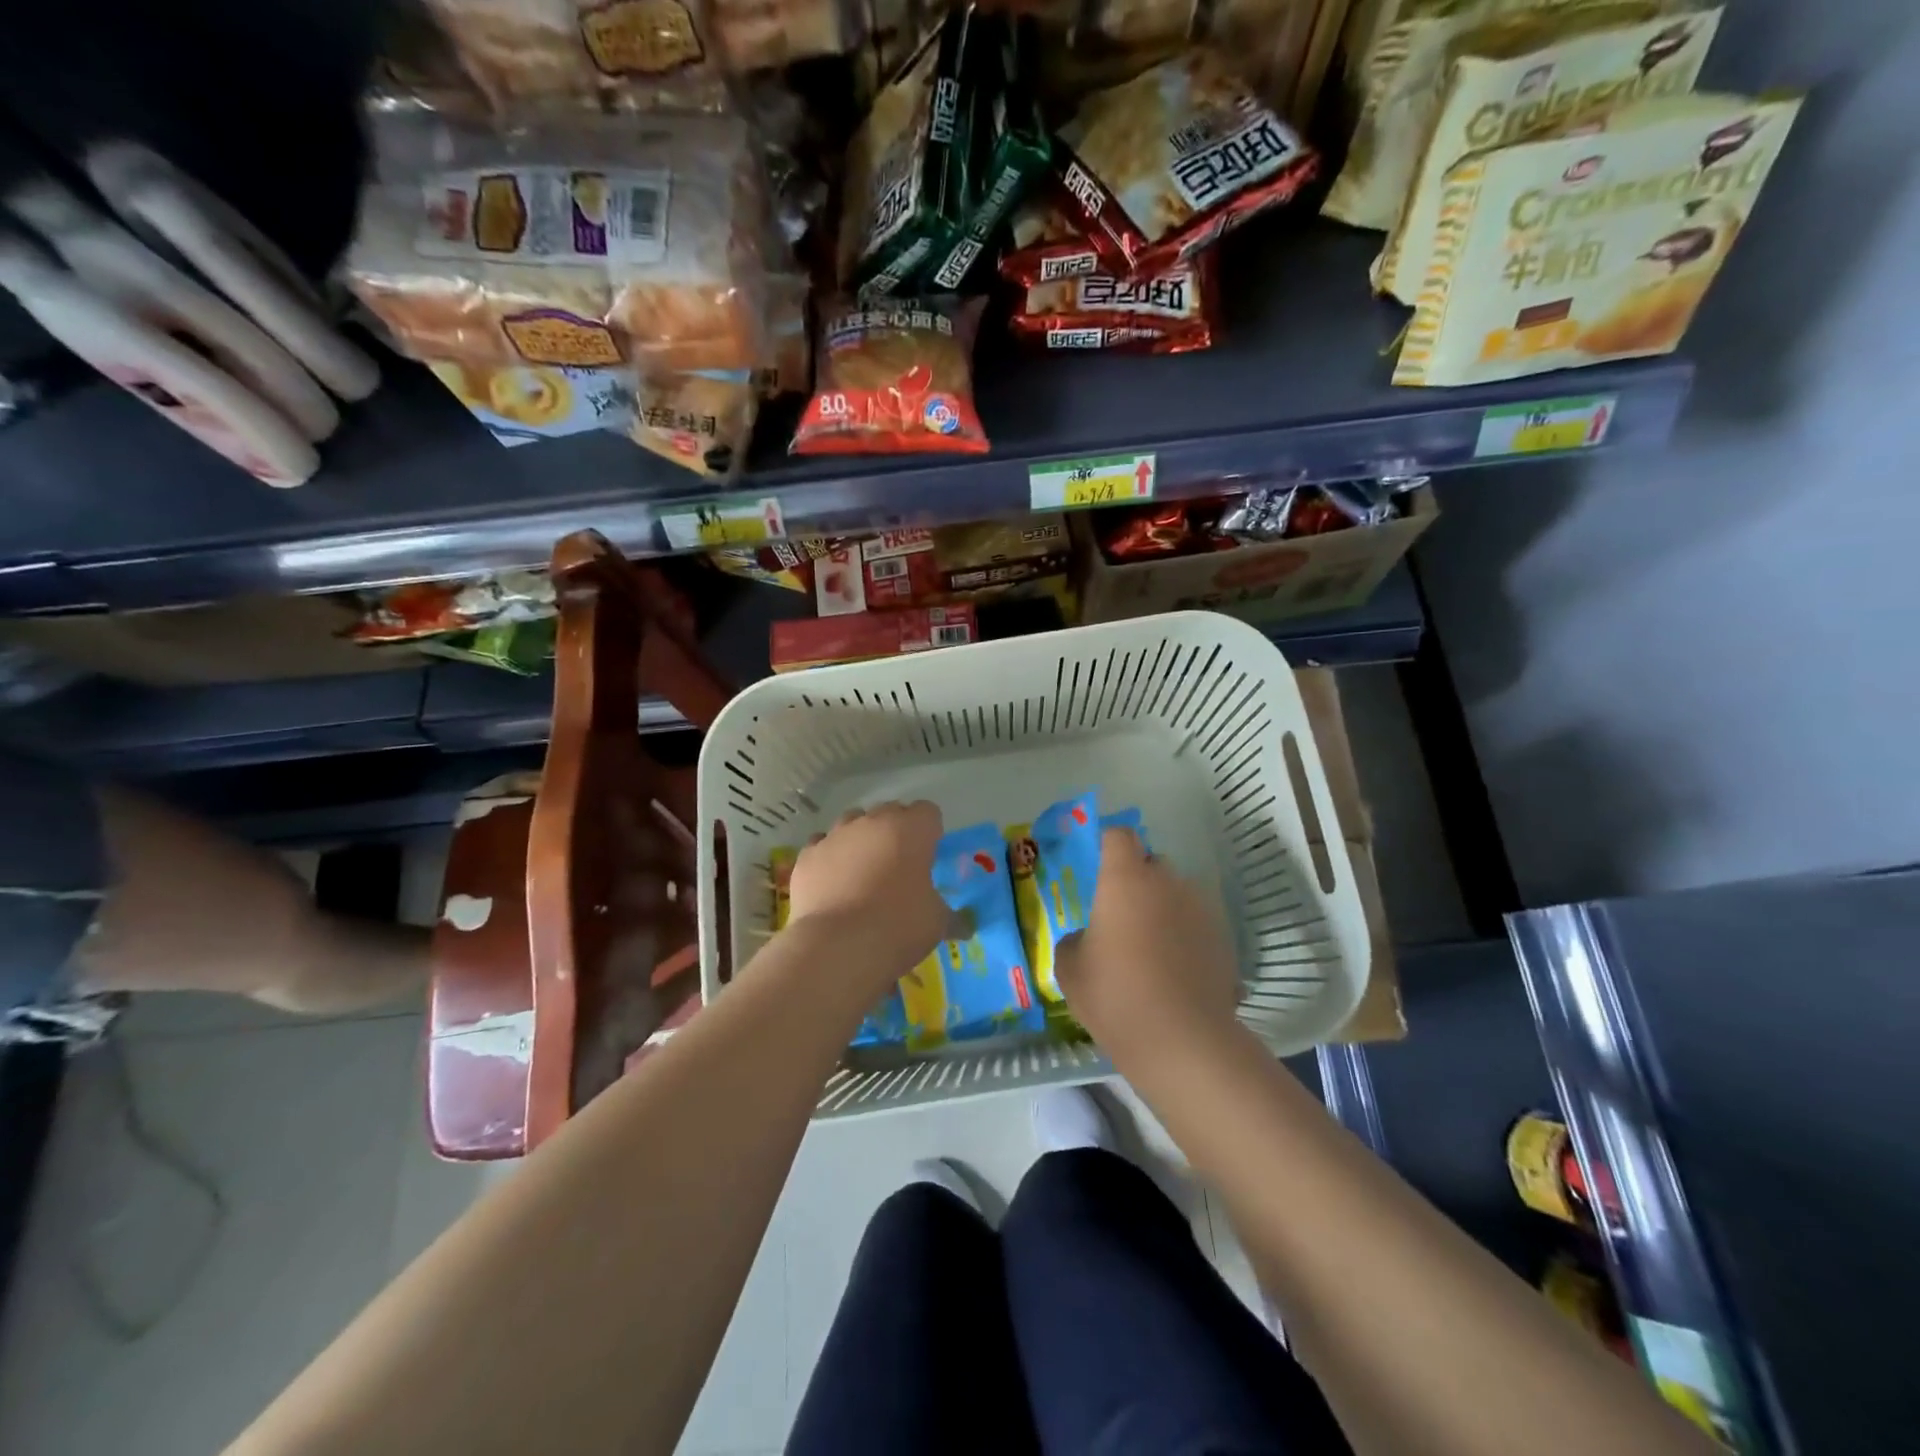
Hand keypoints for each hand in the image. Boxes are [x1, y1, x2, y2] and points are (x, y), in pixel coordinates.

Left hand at [786, 802, 948, 979]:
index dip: (930, 832)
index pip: (928, 812)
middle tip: (899, 866)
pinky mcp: (807, 856)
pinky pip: (822, 845)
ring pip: (852, 823)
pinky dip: (829, 858)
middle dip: (895, 832)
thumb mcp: (937, 923)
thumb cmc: (899, 926)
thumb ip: (952, 918)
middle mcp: (872, 822)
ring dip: (860, 839)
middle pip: (889, 812)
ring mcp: (835, 835)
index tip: (928, 857)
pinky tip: (833, 882)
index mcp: (912, 829)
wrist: (838, 946)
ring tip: (863, 872)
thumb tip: (965, 926)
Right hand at [1056, 827, 1242, 1063]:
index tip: (1098, 867)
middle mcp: (1168, 882)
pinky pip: (1197, 926)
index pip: (1119, 835)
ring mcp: (1201, 909)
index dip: (1108, 845)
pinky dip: (1185, 938)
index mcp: (1126, 879)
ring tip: (1151, 950)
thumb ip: (1075, 941)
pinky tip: (1176, 974)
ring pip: (1178, 894)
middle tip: (1121, 917)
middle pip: (1152, 863)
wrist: (1182, 1040)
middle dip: (1137, 881)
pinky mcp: (1224, 940)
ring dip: (1164, 909)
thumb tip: (1089, 939)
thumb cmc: (1115, 995)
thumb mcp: (1070, 969)